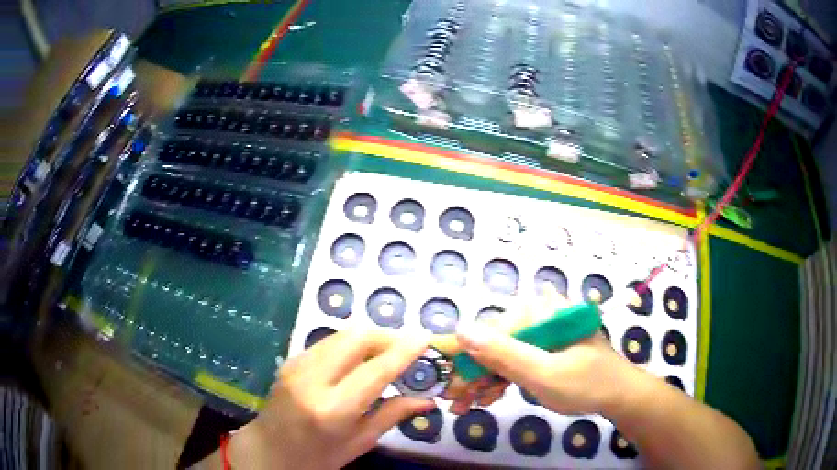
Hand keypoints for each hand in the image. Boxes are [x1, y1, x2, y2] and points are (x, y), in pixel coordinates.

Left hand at [228, 330, 436, 469]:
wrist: (268, 450)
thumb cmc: (317, 457)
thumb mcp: (358, 443)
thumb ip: (392, 415)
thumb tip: (427, 400)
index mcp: (332, 409)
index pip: (375, 371)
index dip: (403, 351)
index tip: (425, 337)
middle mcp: (312, 380)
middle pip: (356, 338)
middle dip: (387, 336)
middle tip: (407, 348)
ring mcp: (297, 365)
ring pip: (342, 334)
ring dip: (369, 338)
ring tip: (387, 353)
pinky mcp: (291, 359)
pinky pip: (328, 342)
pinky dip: (350, 344)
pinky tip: (359, 359)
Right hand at [449, 328, 633, 415]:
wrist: (619, 396)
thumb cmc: (586, 384)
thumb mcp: (544, 374)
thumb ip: (505, 353)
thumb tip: (462, 330)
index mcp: (541, 312)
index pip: (490, 331)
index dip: (464, 356)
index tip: (443, 379)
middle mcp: (539, 315)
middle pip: (494, 344)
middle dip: (472, 374)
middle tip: (453, 401)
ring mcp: (542, 332)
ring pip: (501, 354)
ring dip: (482, 380)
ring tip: (464, 406)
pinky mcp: (545, 347)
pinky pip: (515, 361)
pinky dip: (500, 380)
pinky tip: (487, 397)